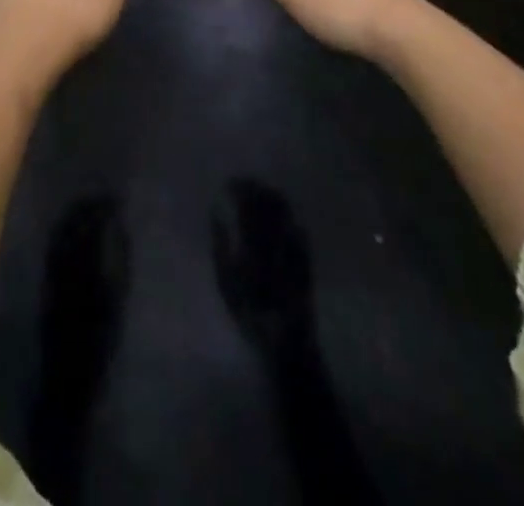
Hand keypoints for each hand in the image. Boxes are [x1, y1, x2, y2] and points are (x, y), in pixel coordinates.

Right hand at [212, 179, 314, 362]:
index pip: (247, 203)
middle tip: (243, 182)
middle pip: (267, 201)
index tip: (229, 183)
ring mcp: (294, 245)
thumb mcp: (226, 282)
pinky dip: (286, 212)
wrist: (286, 341)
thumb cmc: (249, 313)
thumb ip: (220, 244)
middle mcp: (276, 237)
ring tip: (260, 191)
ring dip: (271, 196)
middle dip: (255, 187)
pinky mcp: (306, 255)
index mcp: (255, 240)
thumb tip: (217, 214)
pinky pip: (296, 224)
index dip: (239, 188)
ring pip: (284, 210)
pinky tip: (280, 212)